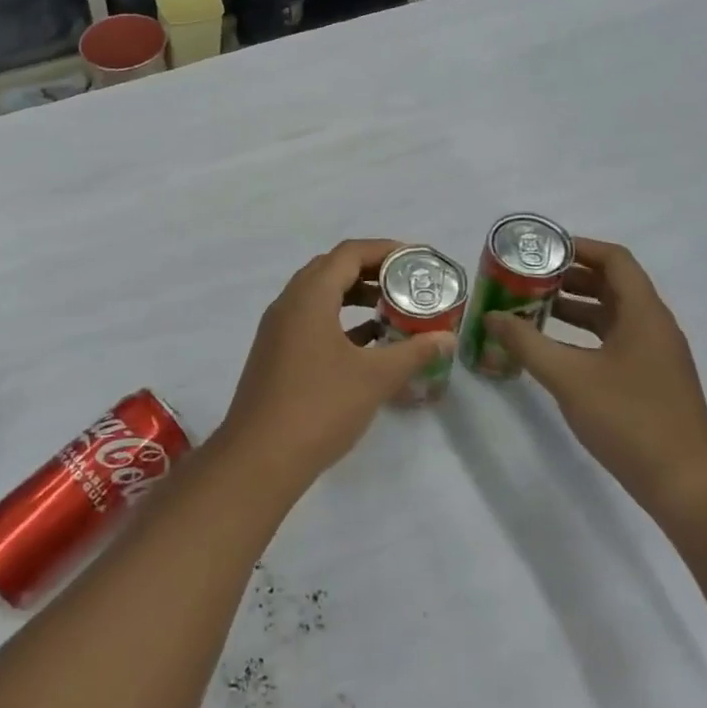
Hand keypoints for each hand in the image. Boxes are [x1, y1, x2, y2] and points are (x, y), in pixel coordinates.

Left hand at [221, 239, 454, 487]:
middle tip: (407, 283)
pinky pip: (311, 322)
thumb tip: (446, 339)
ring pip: (319, 297)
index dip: (384, 250)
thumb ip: (412, 353)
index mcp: (308, 297)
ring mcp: (277, 330)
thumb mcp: (374, 378)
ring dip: (353, 297)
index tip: (417, 260)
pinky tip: (366, 344)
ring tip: (391, 309)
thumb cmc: (319, 407)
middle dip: (370, 271)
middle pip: (331, 270)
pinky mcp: (275, 354)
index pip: (348, 253)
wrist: (259, 457)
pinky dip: (339, 322)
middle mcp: (288, 304)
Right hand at [484, 236, 706, 519]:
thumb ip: (526, 343)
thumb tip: (492, 316)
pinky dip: (582, 334)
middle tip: (526, 278)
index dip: (579, 247)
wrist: (686, 483)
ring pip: (611, 314)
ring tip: (530, 308)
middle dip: (568, 277)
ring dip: (573, 306)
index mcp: (644, 314)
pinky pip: (613, 340)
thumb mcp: (568, 377)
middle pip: (611, 284)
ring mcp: (654, 355)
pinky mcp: (649, 379)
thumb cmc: (629, 419)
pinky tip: (552, 349)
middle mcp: (654, 326)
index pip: (615, 260)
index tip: (540, 250)